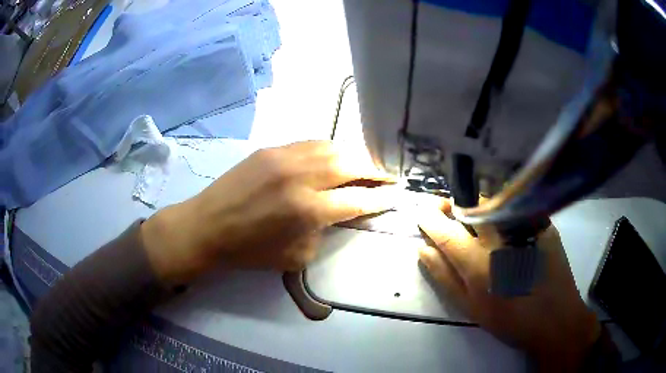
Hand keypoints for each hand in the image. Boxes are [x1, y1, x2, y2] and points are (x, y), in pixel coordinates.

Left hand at [142, 140, 395, 284]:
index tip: (395, 194)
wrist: (208, 226)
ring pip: (332, 147)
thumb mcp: (296, 256)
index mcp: (308, 210)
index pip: (357, 200)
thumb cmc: (250, 251)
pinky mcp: (271, 149)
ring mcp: (284, 157)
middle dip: (374, 169)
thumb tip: (339, 212)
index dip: (380, 198)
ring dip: (353, 155)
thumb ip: (324, 231)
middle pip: (351, 164)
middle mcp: (301, 177)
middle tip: (386, 175)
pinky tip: (333, 157)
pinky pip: (310, 144)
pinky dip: (328, 150)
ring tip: (364, 164)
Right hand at [418, 201, 600, 371]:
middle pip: (471, 206)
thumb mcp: (471, 308)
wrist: (555, 318)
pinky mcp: (543, 224)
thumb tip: (423, 250)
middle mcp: (501, 239)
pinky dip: (502, 212)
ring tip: (475, 222)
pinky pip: (515, 209)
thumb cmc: (510, 319)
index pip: (446, 231)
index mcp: (479, 265)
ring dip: (477, 207)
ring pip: (493, 203)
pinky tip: (506, 227)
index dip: (430, 219)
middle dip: (453, 205)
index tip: (422, 214)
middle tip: (447, 212)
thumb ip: (445, 278)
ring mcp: (525, 228)